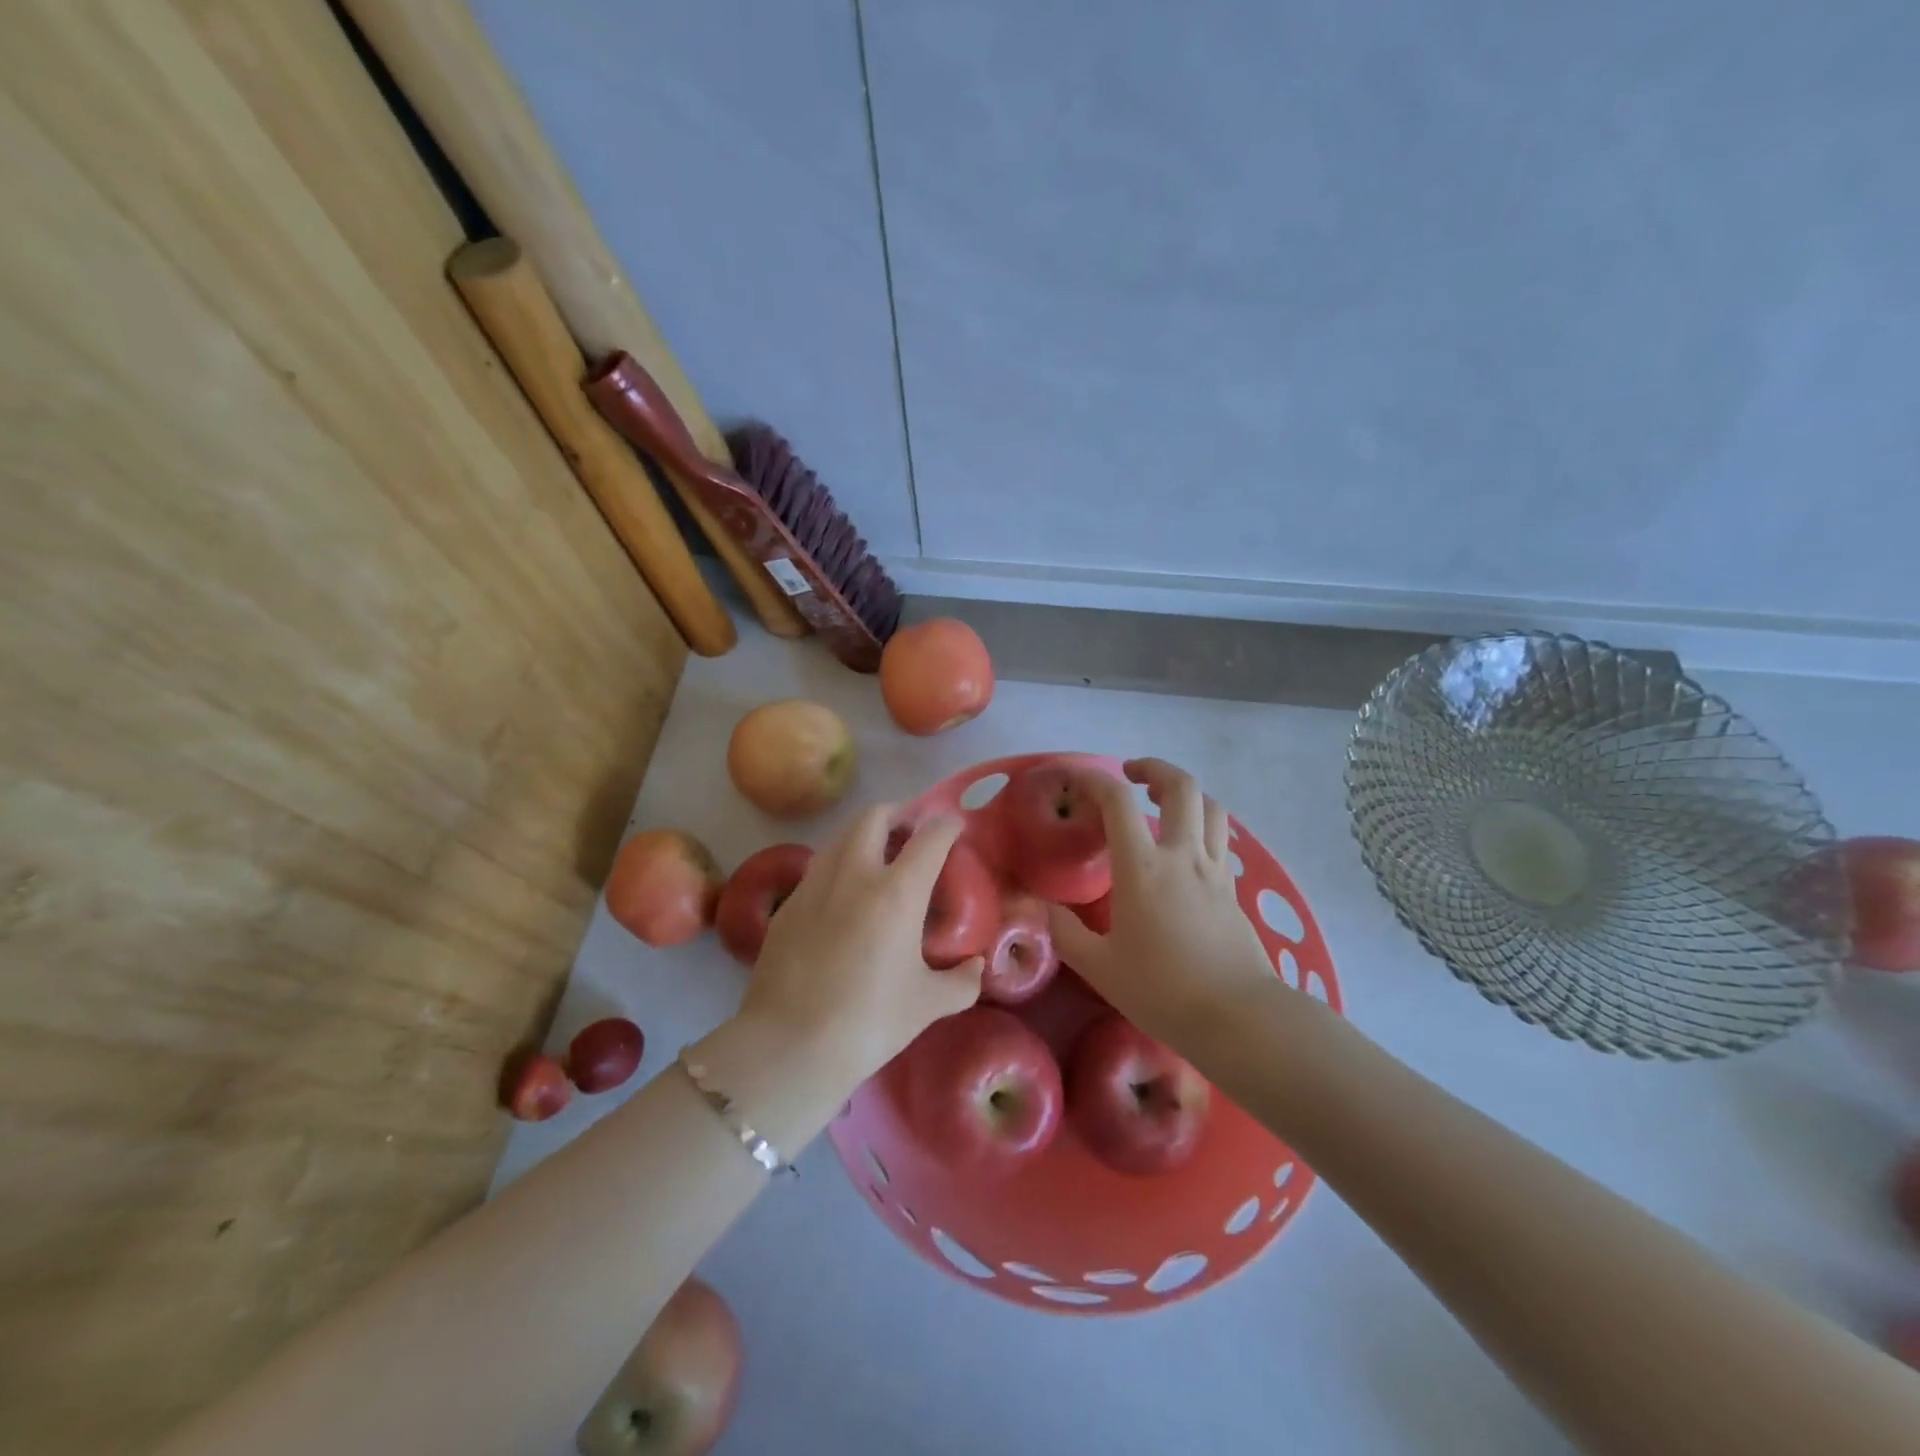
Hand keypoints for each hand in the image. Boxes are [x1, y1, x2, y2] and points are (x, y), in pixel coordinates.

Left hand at [737, 805, 982, 1085]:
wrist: (790, 1046)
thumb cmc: (869, 1022)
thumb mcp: (928, 1005)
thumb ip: (961, 981)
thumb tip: (976, 967)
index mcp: (897, 892)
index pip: (929, 836)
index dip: (947, 825)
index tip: (954, 828)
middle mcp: (855, 873)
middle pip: (875, 816)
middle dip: (898, 813)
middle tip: (911, 833)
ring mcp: (815, 884)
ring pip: (841, 836)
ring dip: (865, 835)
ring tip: (878, 860)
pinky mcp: (788, 904)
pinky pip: (819, 867)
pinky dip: (839, 866)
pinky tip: (844, 898)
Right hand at [1048, 758, 1287, 1046]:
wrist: (1237, 1018)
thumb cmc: (1162, 991)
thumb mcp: (1100, 967)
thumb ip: (1065, 933)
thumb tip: (1039, 909)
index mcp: (1143, 867)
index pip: (1117, 800)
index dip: (1092, 778)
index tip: (1071, 778)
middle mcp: (1183, 856)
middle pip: (1180, 786)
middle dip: (1154, 768)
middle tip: (1131, 776)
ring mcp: (1215, 870)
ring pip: (1211, 807)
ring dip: (1185, 793)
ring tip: (1163, 803)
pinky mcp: (1233, 889)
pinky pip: (1221, 838)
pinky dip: (1202, 826)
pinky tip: (1186, 848)